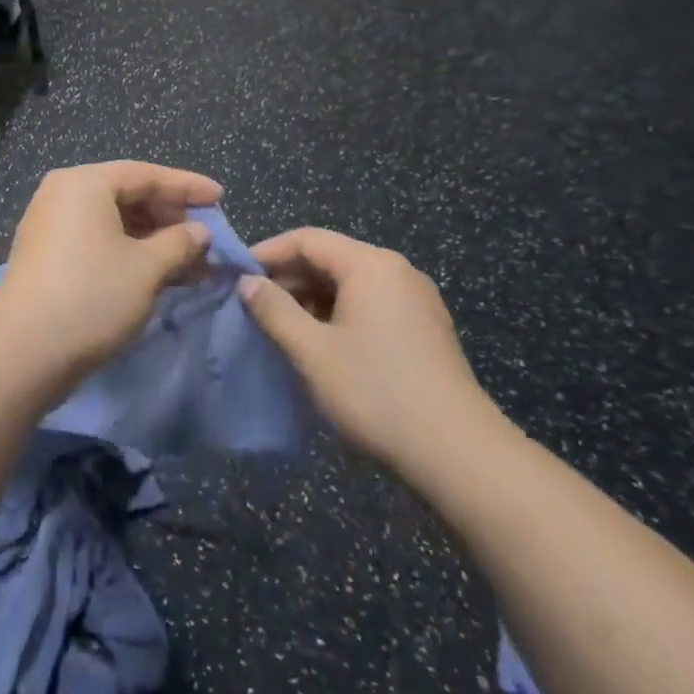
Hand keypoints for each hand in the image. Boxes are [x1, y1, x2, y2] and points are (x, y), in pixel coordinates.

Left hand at [0, 161, 220, 384]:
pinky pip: (98, 241)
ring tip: (192, 264)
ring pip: (114, 222)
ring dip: (154, 241)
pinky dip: (130, 253)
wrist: (22, 351)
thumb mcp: (147, 268)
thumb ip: (180, 243)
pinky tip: (159, 275)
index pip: (146, 173)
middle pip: (128, 195)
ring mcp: (51, 226)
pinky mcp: (47, 257)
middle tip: (207, 239)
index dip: (187, 186)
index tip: (220, 198)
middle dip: (171, 218)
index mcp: (85, 183)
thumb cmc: (92, 295)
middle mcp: (64, 195)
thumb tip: (199, 232)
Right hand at [240, 229, 495, 473]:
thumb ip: (274, 310)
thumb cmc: (375, 392)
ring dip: (312, 299)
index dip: (268, 252)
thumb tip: (248, 282)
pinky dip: (338, 314)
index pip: (308, 239)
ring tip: (280, 327)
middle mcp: (396, 271)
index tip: (236, 275)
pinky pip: (371, 304)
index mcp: (370, 265)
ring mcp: (416, 300)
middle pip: (331, 258)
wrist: (458, 453)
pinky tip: (320, 344)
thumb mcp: (312, 351)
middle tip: (252, 305)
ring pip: (351, 283)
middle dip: (289, 278)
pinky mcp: (425, 328)